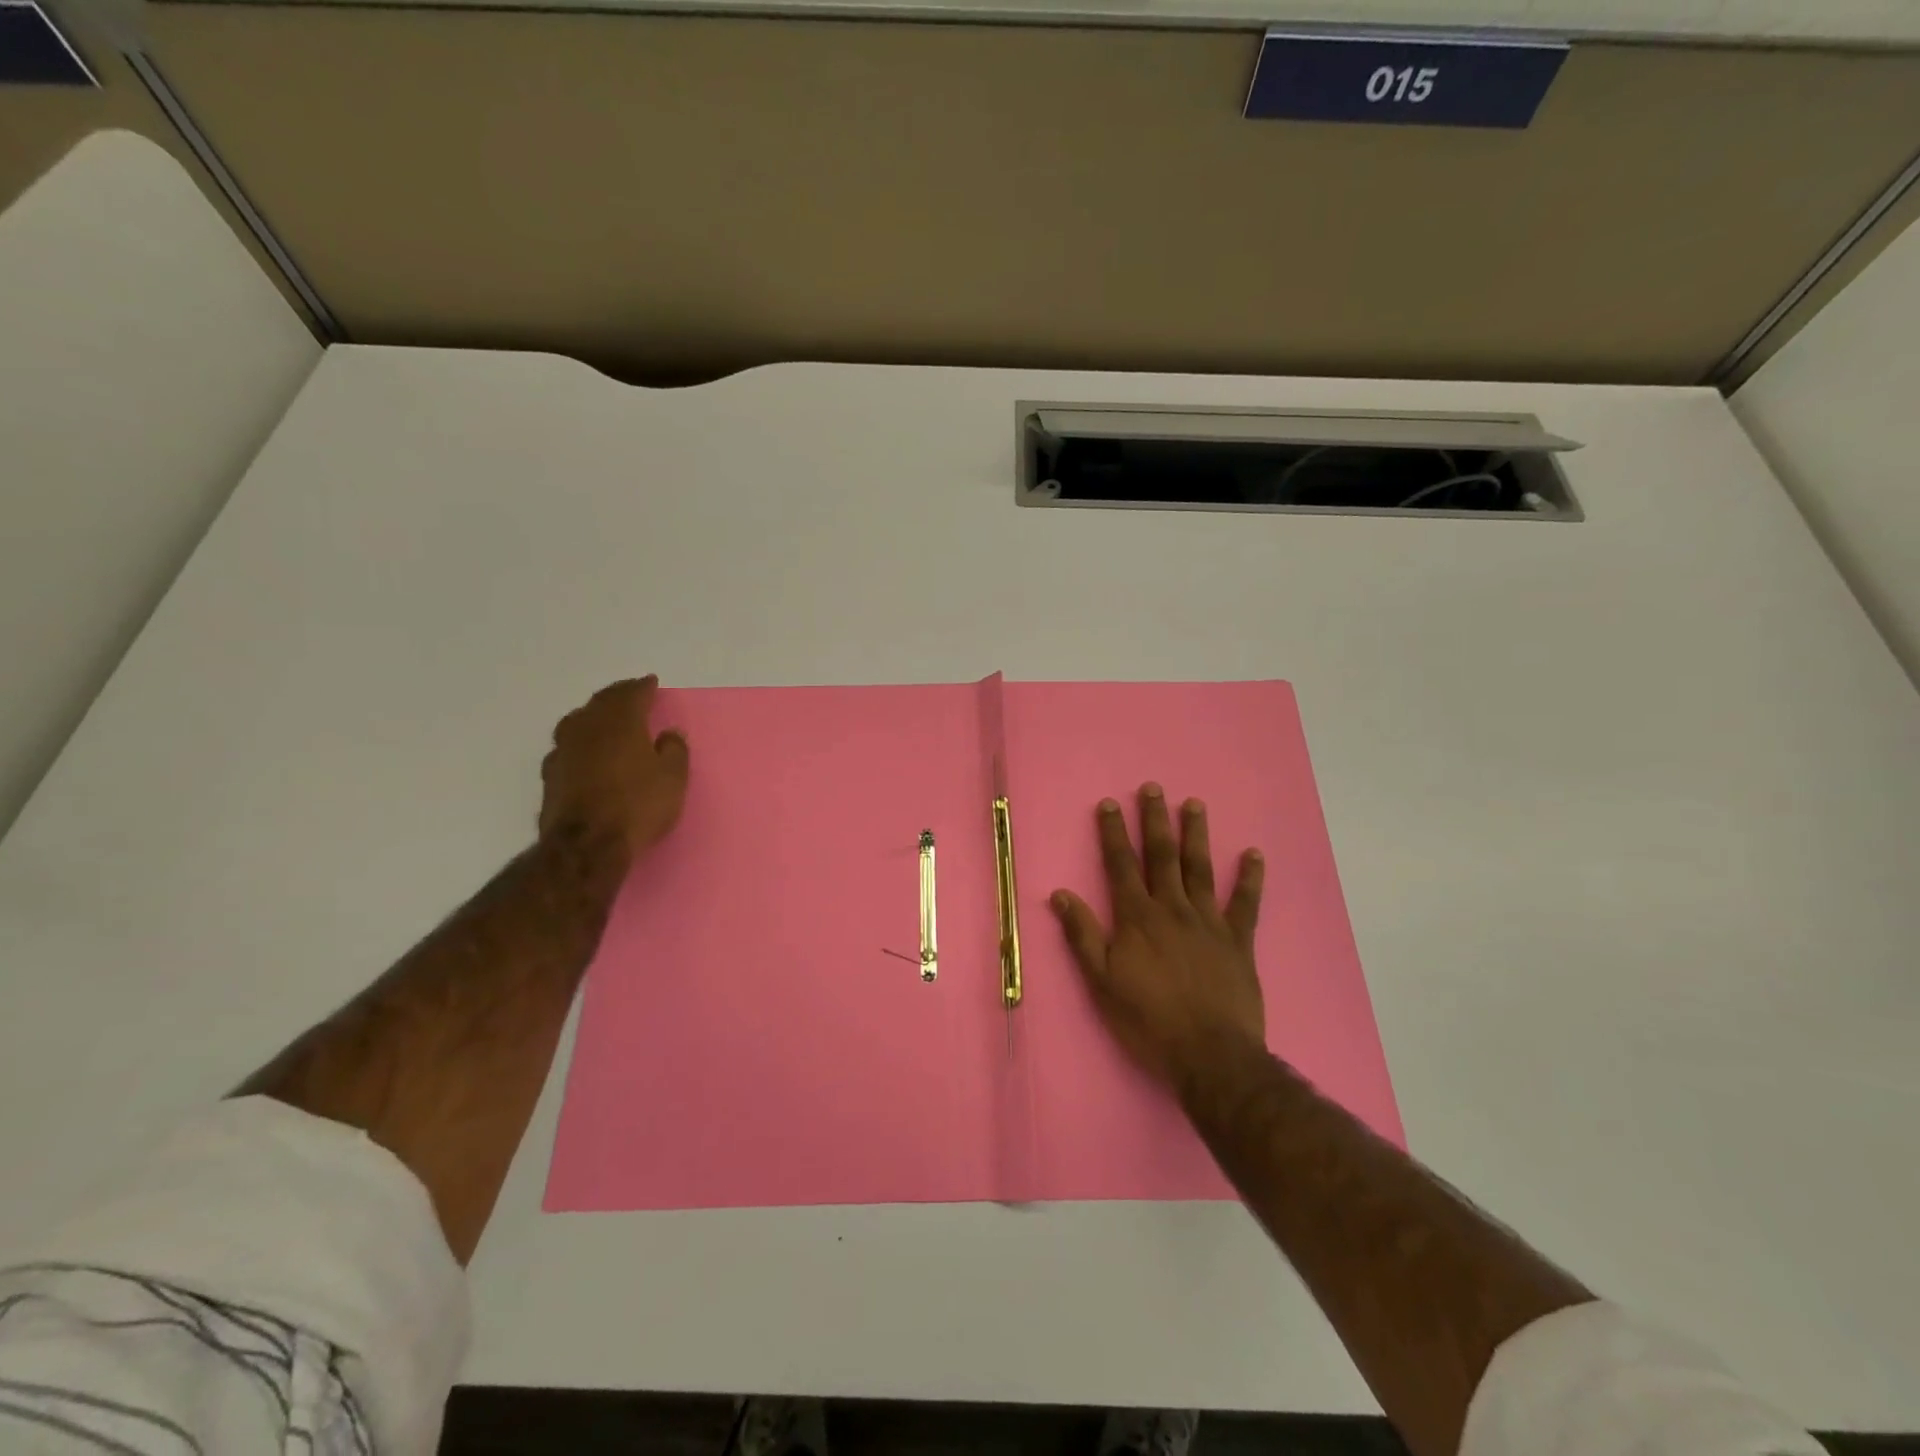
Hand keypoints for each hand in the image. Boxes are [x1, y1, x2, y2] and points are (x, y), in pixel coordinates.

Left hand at [539, 676, 690, 867]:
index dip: (643, 687)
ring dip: (594, 716)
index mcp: (620, 722)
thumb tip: (669, 734)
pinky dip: (581, 742)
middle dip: (617, 696)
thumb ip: (674, 750)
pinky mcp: (550, 776)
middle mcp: (587, 728)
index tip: (651, 683)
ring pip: (578, 722)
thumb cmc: (638, 805)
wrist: (586, 846)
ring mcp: (563, 751)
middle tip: (630, 694)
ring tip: (605, 719)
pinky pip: (568, 747)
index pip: (631, 694)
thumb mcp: (673, 779)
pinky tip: (586, 752)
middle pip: (601, 702)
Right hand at [1050, 784, 1265, 1093]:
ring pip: (1200, 869)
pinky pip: (1245, 903)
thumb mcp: (1102, 982)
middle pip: (1162, 856)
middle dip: (1155, 820)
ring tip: (1195, 804)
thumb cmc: (1148, 1020)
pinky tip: (1254, 854)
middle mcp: (1172, 909)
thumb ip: (1083, 935)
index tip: (1110, 803)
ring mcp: (1208, 922)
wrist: (1209, 1055)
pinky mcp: (1238, 941)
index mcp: (1137, 918)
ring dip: (1196, 835)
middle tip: (1154, 787)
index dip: (1113, 833)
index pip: (1121, 865)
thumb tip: (1061, 894)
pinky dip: (1250, 878)